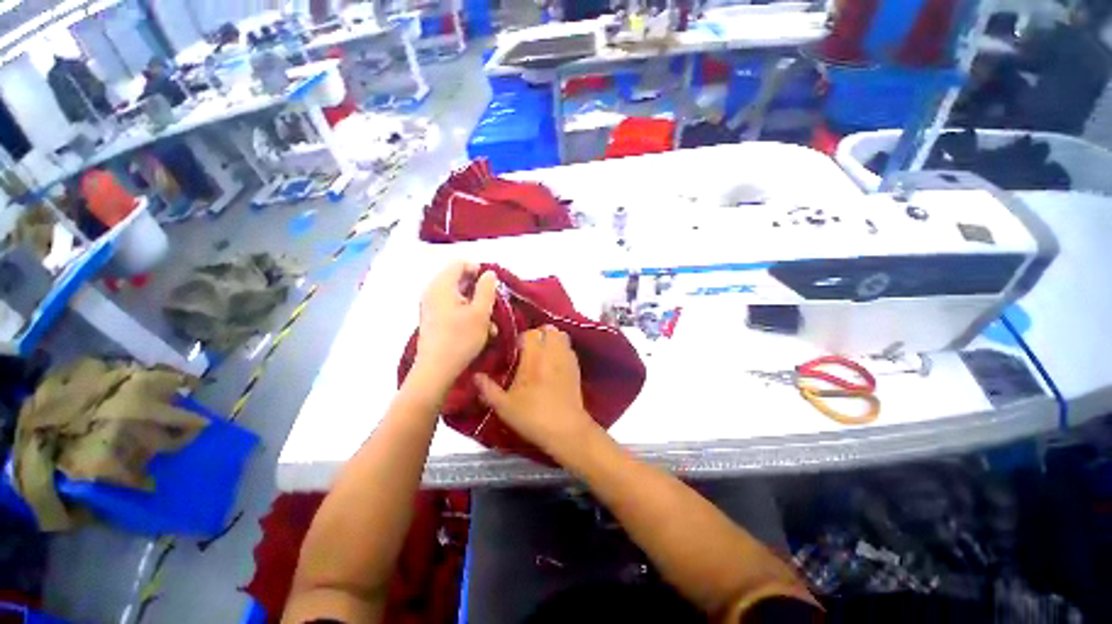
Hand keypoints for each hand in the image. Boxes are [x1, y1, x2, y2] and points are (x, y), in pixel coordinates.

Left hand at [413, 262, 497, 388]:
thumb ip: (486, 289)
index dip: (478, 270)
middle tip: (493, 305)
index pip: (459, 264)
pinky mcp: (433, 319)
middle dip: (479, 292)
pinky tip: (480, 331)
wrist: (436, 370)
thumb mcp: (481, 313)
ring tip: (490, 325)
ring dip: (477, 306)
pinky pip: (453, 308)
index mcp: (441, 286)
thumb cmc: (460, 339)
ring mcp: (431, 307)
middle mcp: (433, 292)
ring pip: (459, 297)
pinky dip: (467, 315)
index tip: (492, 286)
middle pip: (459, 280)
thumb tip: (489, 273)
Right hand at [474, 325, 598, 459]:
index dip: (522, 338)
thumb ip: (488, 389)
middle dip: (540, 334)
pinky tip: (556, 361)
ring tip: (544, 351)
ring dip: (553, 338)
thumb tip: (475, 376)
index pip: (530, 334)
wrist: (566, 430)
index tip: (516, 349)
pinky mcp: (576, 368)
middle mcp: (551, 354)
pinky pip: (570, 348)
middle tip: (531, 347)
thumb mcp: (504, 407)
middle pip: (549, 330)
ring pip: (562, 336)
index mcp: (533, 359)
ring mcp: (566, 359)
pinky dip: (563, 348)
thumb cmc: (533, 417)